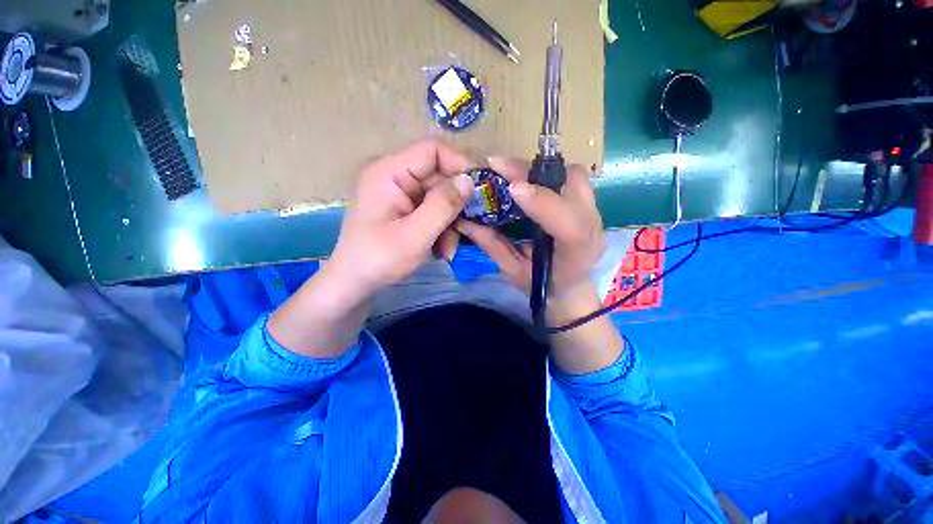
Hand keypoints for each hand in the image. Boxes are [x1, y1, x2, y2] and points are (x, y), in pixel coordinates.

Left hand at [328, 140, 476, 299]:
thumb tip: (469, 181)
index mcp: (389, 172)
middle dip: (455, 206)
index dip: (459, 164)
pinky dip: (441, 229)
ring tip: (448, 250)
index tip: (480, 190)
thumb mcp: (415, 235)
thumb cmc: (378, 259)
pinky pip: (432, 210)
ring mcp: (400, 193)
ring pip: (440, 197)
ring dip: (450, 223)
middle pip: (439, 177)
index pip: (432, 150)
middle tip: (467, 230)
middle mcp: (395, 176)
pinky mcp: (405, 209)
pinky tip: (440, 250)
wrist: (354, 282)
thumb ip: (442, 206)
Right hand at [455, 157, 604, 321]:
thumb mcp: (513, 271)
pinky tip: (528, 180)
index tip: (513, 188)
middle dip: (534, 172)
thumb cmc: (540, 285)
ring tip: (511, 173)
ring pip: (574, 175)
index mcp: (575, 255)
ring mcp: (595, 213)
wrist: (570, 288)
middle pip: (574, 186)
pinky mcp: (589, 204)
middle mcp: (592, 228)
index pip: (570, 226)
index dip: (543, 202)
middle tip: (498, 166)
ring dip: (541, 170)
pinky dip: (549, 173)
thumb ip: (492, 245)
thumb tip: (463, 220)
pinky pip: (572, 177)